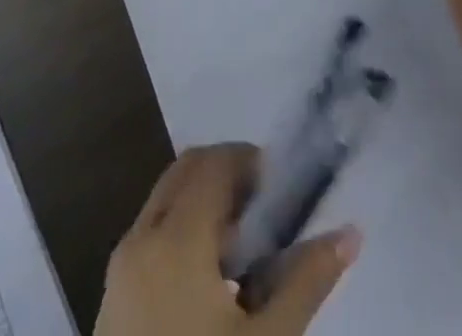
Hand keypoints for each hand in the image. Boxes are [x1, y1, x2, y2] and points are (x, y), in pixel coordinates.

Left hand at [94, 143, 360, 335]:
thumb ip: (307, 281)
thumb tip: (350, 233)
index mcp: (175, 237)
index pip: (214, 162)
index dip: (250, 160)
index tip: (282, 186)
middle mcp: (140, 237)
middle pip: (186, 172)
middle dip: (227, 177)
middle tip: (267, 212)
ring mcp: (119, 268)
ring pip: (165, 203)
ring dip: (204, 206)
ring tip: (246, 253)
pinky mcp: (111, 300)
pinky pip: (150, 238)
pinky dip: (182, 236)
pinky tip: (213, 285)